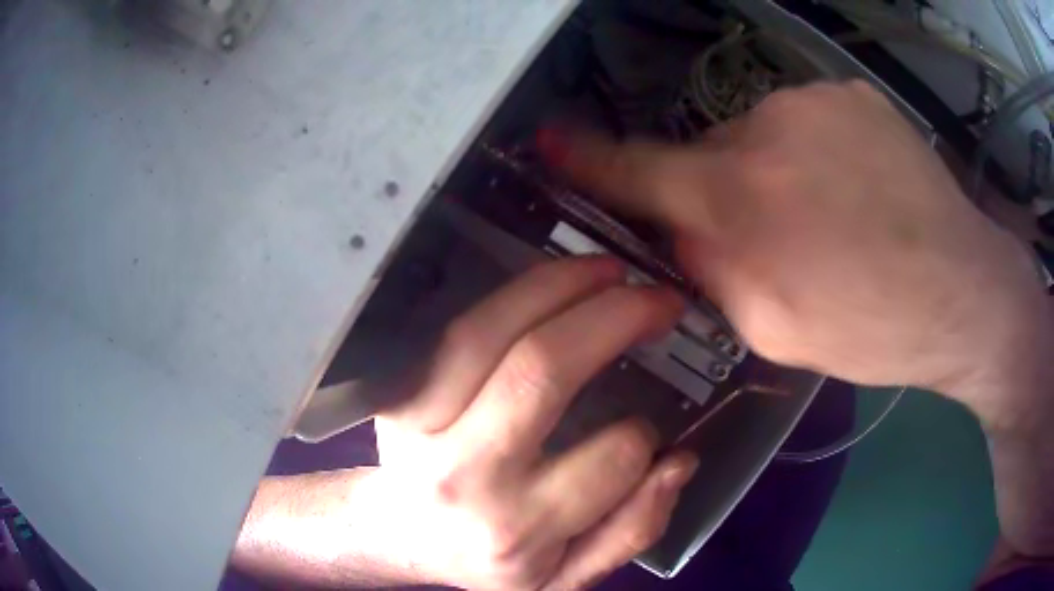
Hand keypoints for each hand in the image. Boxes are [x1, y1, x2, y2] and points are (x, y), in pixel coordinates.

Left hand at [235, 257, 697, 589]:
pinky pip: (458, 330)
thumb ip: (632, 530)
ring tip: (610, 270)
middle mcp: (465, 474)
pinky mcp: (401, 395)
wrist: (404, 538)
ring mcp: (422, 425)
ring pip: (489, 333)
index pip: (609, 462)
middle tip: (658, 299)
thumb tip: (678, 462)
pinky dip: (512, 295)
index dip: (645, 435)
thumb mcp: (567, 579)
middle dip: (613, 319)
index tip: (652, 425)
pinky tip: (554, 284)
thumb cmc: (491, 563)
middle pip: (539, 372)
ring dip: (558, 286)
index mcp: (518, 529)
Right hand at [546, 81, 1049, 426]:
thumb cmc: (874, 328)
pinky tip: (861, 189)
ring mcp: (816, 100)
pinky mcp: (854, 94)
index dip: (589, 160)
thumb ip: (714, 273)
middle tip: (783, 239)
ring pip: (764, 134)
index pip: (641, 171)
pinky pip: (809, 120)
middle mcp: (768, 129)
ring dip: (778, 171)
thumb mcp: (777, 330)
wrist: (964, 293)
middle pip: (713, 155)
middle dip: (728, 193)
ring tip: (836, 217)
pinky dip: (819, 151)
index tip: (549, 140)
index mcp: (743, 198)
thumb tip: (681, 231)